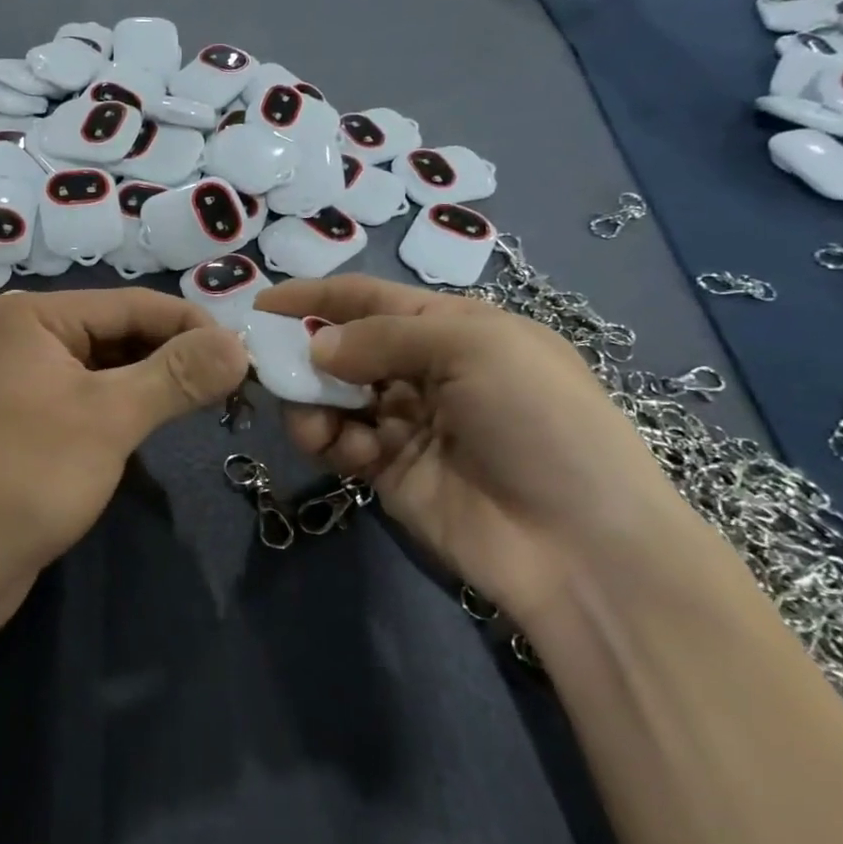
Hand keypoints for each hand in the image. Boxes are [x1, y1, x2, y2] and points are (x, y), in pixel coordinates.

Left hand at [0, 288, 247, 636]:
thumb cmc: (27, 477)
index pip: (132, 304)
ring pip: (108, 365)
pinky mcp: (27, 418)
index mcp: (33, 316)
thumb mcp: (109, 418)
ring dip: (156, 382)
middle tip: (237, 384)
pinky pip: (89, 395)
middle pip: (119, 331)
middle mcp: (24, 335)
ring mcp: (22, 378)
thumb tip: (241, 344)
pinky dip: (127, 405)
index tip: (250, 355)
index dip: (194, 326)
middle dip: (176, 355)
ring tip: (211, 401)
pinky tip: (161, 420)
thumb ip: (177, 375)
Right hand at [255, 275, 699, 630]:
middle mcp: (425, 370)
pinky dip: (329, 440)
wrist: (580, 546)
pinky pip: (340, 442)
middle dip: (306, 352)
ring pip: (334, 396)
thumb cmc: (538, 420)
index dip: (317, 296)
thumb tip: (315, 348)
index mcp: (454, 328)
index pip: (371, 299)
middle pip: (345, 347)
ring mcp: (405, 423)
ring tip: (314, 421)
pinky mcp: (388, 472)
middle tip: (268, 364)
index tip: (262, 302)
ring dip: (313, 401)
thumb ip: (383, 338)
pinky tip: (343, 451)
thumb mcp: (474, 348)